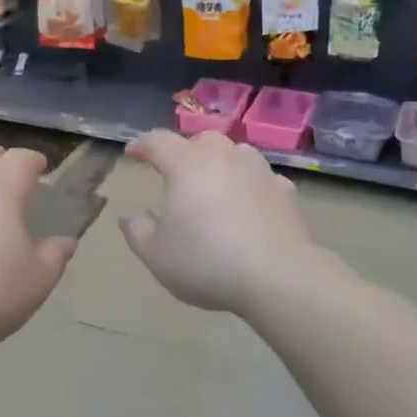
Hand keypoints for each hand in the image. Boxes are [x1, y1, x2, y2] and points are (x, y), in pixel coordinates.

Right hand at [118, 130, 317, 316]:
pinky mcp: (285, 191)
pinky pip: (261, 179)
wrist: (276, 276)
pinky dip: (250, 185)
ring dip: (221, 163)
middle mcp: (224, 157)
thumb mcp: (156, 254)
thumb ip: (137, 230)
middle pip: (202, 140)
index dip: (142, 145)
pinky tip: (249, 204)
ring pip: (236, 153)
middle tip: (176, 171)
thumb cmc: (206, 261)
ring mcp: (259, 171)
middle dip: (185, 150)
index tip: (132, 154)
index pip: (158, 141)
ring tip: (214, 185)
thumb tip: (130, 215)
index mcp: (186, 164)